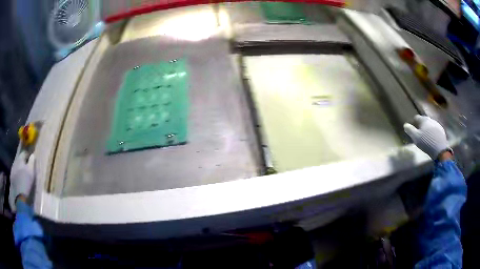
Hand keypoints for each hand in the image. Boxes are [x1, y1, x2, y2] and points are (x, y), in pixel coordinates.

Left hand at [9, 152, 34, 209]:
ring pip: (16, 165)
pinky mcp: (11, 177)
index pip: (24, 153)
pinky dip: (16, 174)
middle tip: (26, 167)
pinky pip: (14, 173)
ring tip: (22, 173)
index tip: (30, 159)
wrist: (20, 195)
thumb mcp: (31, 172)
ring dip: (19, 168)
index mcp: (20, 159)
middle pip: (19, 159)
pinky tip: (18, 179)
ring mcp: (12, 169)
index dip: (27, 155)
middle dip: (22, 162)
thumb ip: (31, 162)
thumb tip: (32, 155)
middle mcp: (15, 161)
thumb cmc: (26, 182)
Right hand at [403, 115, 450, 159]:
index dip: (414, 122)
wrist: (439, 149)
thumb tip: (405, 125)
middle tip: (419, 133)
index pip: (416, 117)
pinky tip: (432, 138)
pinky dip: (433, 132)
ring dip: (427, 128)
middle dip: (421, 125)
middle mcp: (430, 119)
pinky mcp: (441, 130)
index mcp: (423, 119)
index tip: (412, 128)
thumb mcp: (415, 137)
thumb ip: (410, 130)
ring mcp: (437, 124)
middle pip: (424, 120)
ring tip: (426, 136)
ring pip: (430, 124)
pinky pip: (435, 129)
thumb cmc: (426, 142)